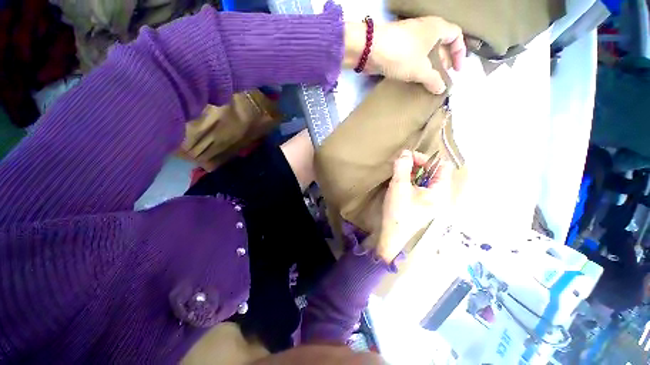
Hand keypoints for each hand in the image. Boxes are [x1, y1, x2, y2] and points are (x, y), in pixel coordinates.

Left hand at [344, 17, 465, 93]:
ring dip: (428, 66)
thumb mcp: (421, 69)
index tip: (456, 70)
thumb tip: (442, 89)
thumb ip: (434, 80)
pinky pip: (413, 56)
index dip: (459, 53)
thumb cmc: (401, 54)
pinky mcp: (398, 46)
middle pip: (441, 44)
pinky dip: (416, 66)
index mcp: (437, 28)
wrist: (371, 50)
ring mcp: (410, 37)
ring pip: (425, 51)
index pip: (456, 36)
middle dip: (443, 61)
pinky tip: (414, 79)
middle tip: (441, 78)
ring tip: (428, 82)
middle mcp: (425, 29)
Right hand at [376, 150, 451, 262]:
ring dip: (412, 173)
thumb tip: (405, 152)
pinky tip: (400, 184)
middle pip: (434, 172)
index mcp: (440, 191)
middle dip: (417, 165)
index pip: (442, 165)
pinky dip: (411, 181)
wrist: (392, 236)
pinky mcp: (423, 205)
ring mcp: (432, 201)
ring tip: (398, 174)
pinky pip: (420, 187)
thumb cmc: (398, 212)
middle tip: (400, 165)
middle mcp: (440, 195)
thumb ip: (403, 166)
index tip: (407, 159)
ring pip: (426, 179)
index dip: (426, 158)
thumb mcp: (399, 186)